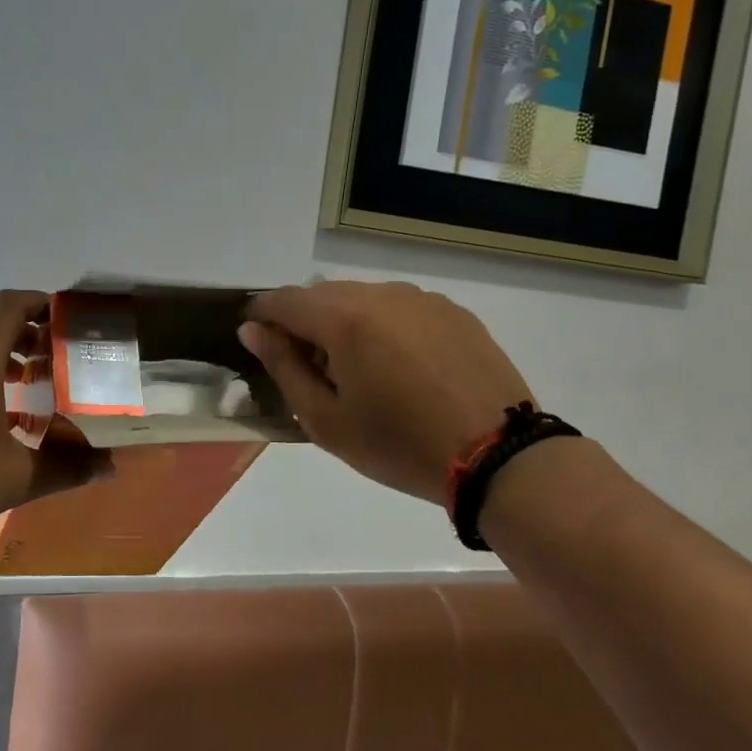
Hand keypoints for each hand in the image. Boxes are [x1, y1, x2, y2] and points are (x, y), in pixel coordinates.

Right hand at [238, 280, 532, 504]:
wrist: (498, 456)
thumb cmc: (398, 445)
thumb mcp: (325, 420)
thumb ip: (283, 367)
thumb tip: (253, 330)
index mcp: (343, 318)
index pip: (284, 300)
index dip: (261, 315)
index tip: (255, 339)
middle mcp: (381, 294)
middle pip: (323, 294)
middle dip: (303, 321)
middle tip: (307, 366)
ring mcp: (422, 299)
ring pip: (363, 297)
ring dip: (344, 321)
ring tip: (357, 368)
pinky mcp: (453, 311)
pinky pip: (400, 307)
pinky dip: (383, 325)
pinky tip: (398, 366)